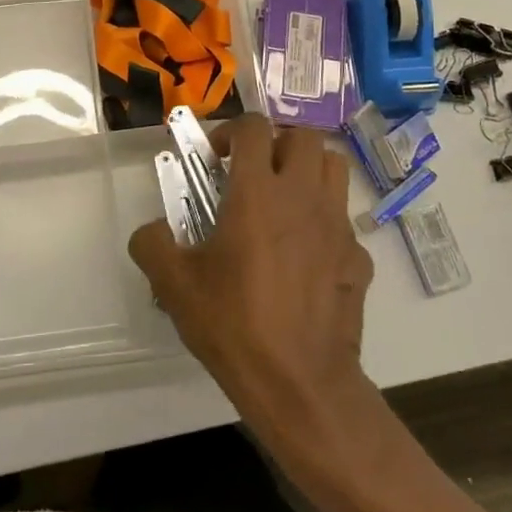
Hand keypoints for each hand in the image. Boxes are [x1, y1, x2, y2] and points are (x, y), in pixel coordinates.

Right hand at [129, 115, 377, 445]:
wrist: (300, 384)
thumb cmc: (234, 325)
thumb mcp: (173, 285)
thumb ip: (152, 244)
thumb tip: (152, 231)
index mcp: (257, 193)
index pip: (253, 127)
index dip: (230, 132)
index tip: (215, 160)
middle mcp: (303, 196)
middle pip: (303, 135)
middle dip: (276, 142)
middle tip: (254, 172)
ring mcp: (338, 225)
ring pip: (334, 166)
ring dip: (308, 169)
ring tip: (284, 199)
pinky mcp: (359, 258)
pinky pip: (344, 222)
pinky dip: (324, 225)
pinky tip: (305, 258)